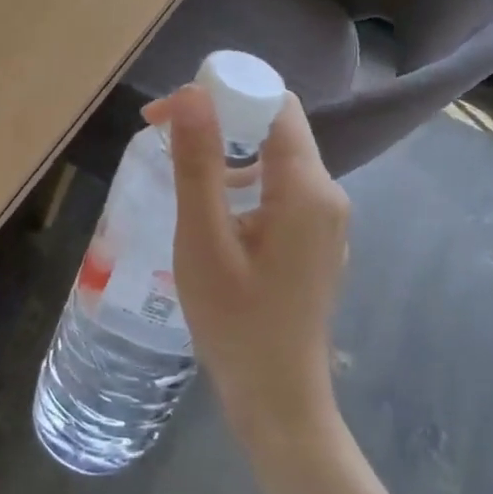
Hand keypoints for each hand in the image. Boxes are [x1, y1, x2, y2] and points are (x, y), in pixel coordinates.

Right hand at [145, 85, 350, 441]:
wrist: (278, 402)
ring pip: (276, 158)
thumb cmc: (236, 322)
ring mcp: (326, 220)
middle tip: (164, 135)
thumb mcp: (204, 239)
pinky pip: (280, 189)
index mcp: (307, 188)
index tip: (172, 111)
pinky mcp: (314, 241)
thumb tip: (190, 95)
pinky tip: (211, 209)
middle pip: (276, 127)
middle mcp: (327, 194)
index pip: (274, 104)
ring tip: (180, 168)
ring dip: (228, 150)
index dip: (225, 92)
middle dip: (220, 118)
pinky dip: (243, 180)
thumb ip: (198, 163)